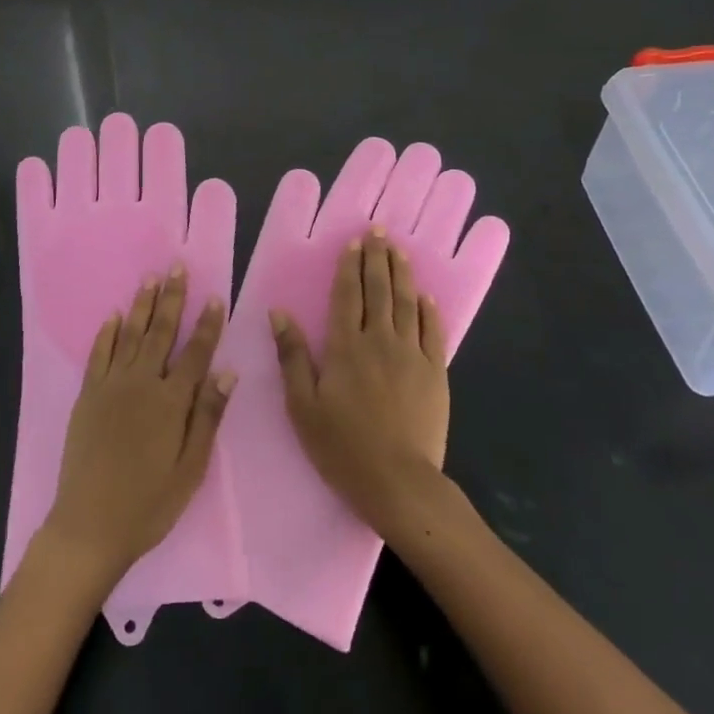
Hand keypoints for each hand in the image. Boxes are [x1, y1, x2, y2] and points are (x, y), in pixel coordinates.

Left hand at [41, 267, 233, 583]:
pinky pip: (99, 355)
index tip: (215, 297)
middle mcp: (141, 384)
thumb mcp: (191, 468)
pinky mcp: (88, 396)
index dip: (207, 325)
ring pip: (130, 336)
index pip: (195, 353)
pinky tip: (114, 316)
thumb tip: (227, 371)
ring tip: (150, 279)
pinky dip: (107, 333)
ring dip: (142, 306)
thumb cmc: (149, 504)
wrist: (90, 524)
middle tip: (177, 268)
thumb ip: (208, 416)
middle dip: (172, 299)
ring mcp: (110, 387)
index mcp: (171, 402)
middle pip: (160, 333)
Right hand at [273, 229, 449, 538]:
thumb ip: (293, 356)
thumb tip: (279, 313)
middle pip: (380, 290)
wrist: (398, 482)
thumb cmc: (342, 446)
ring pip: (408, 303)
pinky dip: (429, 310)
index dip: (350, 266)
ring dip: (402, 273)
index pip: (348, 295)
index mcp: (346, 347)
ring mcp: (412, 355)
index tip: (354, 242)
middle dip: (377, 258)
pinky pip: (433, 332)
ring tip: (399, 250)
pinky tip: (426, 296)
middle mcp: (380, 341)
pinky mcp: (435, 373)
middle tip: (379, 231)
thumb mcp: (303, 405)